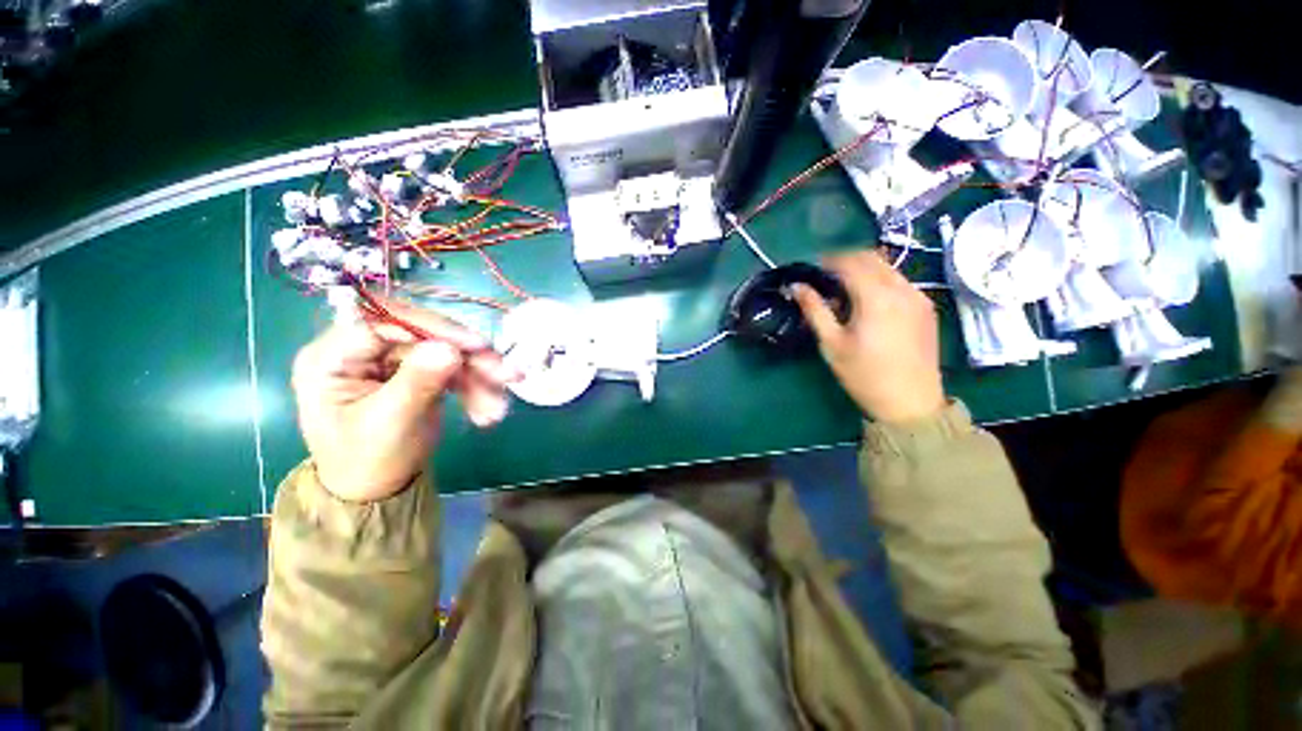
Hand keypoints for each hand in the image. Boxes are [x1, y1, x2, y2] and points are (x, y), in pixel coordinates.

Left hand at [291, 298, 516, 501]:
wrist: (378, 491)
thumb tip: (449, 347)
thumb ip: (417, 382)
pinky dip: (477, 387)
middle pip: (424, 336)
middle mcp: (364, 350)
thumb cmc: (368, 462)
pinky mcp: (418, 372)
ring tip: (498, 407)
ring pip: (447, 352)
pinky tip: (489, 409)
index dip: (432, 327)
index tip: (475, 345)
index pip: (384, 321)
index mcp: (332, 357)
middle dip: (469, 358)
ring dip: (479, 377)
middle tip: (506, 375)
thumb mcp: (390, 424)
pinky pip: (455, 369)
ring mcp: (394, 361)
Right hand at [793, 250, 945, 423]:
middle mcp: (902, 289)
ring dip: (864, 269)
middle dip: (845, 260)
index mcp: (876, 297)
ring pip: (888, 268)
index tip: (812, 268)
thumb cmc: (864, 375)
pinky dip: (880, 280)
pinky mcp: (927, 307)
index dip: (828, 260)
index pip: (850, 262)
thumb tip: (796, 287)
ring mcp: (919, 296)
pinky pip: (900, 281)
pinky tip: (869, 301)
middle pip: (871, 258)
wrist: (911, 403)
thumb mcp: (832, 344)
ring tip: (845, 289)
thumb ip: (815, 310)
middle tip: (825, 275)